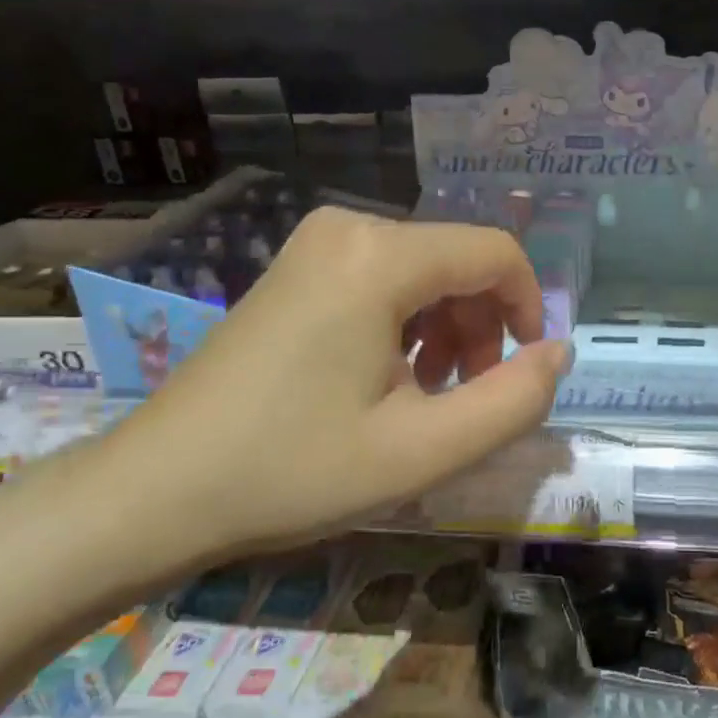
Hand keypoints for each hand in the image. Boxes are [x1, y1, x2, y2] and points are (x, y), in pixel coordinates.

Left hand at [94, 208, 569, 570]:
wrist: (158, 489)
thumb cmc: (294, 470)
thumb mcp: (423, 450)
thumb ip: (513, 400)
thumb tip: (559, 353)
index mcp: (379, 257)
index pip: (496, 252)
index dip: (529, 308)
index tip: (525, 372)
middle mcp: (348, 228)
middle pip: (458, 262)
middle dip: (481, 329)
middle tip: (464, 400)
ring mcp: (315, 244)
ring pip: (424, 273)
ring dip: (446, 332)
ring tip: (425, 399)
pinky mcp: (298, 268)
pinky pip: (382, 280)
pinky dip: (406, 325)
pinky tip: (386, 381)